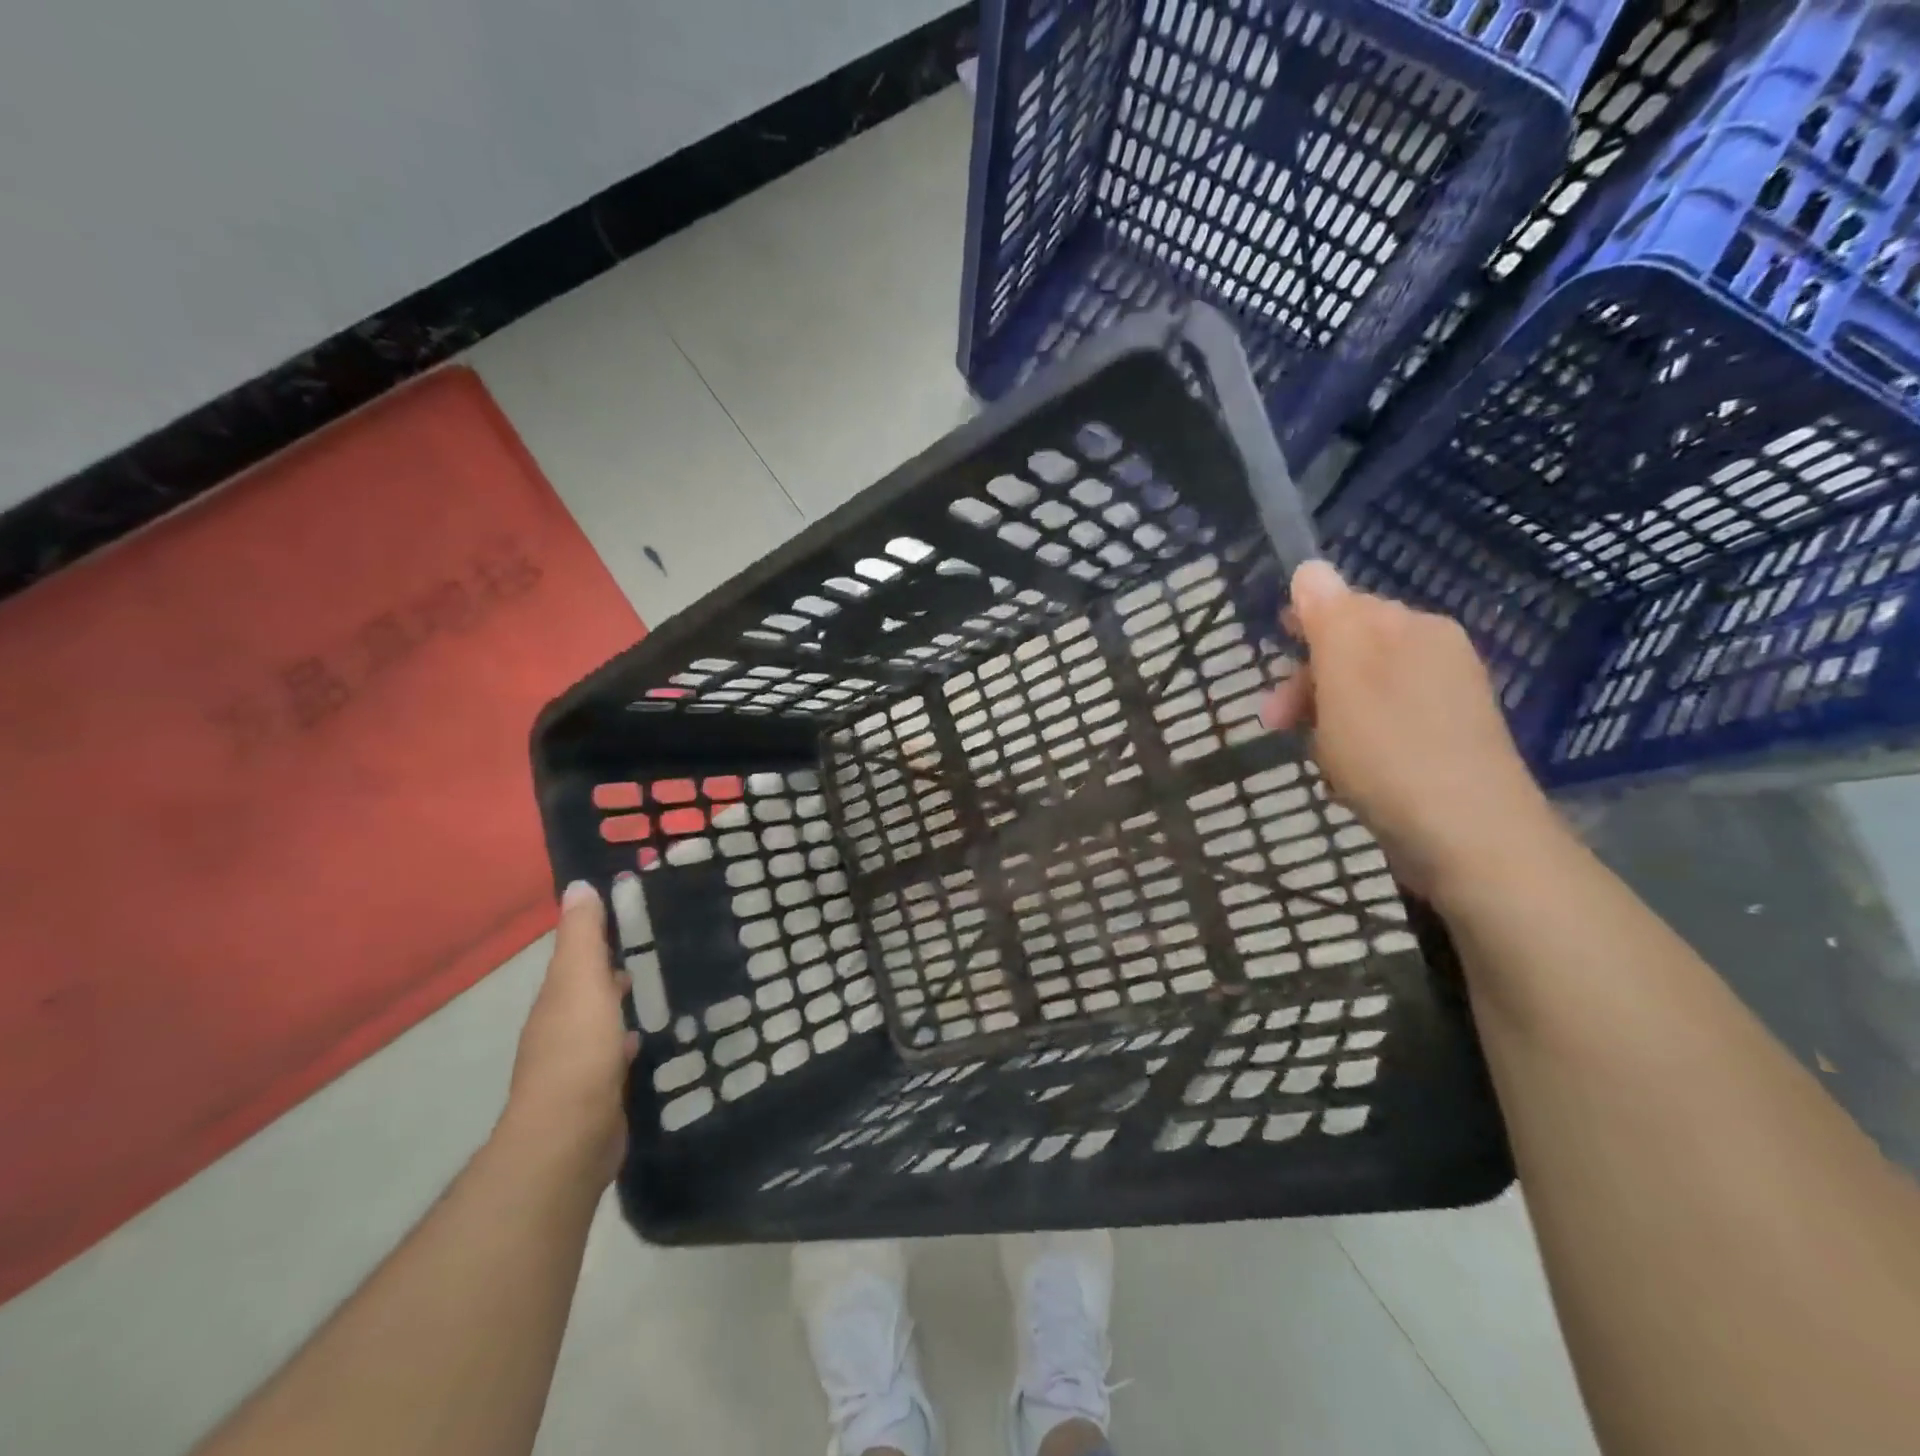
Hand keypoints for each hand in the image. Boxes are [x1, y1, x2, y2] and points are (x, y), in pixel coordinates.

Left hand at [501, 880, 638, 1187]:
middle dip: (613, 970)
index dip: (598, 935)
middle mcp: (561, 1027)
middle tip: (656, 947)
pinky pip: (615, 1054)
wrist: (571, 1134)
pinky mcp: (598, 1092)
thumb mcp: (581, 981)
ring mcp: (578, 1063)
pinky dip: (627, 1040)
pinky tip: (647, 1039)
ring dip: (620, 1005)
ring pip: (602, 1021)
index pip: (576, 957)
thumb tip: (576, 885)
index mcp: (557, 998)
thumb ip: (582, 937)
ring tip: (658, 988)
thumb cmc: (578, 1049)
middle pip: (588, 989)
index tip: (632, 914)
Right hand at [1262, 560, 1556, 903]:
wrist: (1468, 838)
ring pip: (1362, 694)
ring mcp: (1446, 702)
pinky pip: (1383, 729)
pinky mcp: (1446, 745)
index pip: (1344, 608)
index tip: (1270, 673)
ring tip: (1317, 758)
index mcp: (1414, 629)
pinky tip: (1346, 776)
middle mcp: (1436, 654)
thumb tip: (1310, 566)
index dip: (1300, 636)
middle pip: (1351, 652)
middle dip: (1307, 684)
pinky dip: (1355, 746)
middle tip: (1275, 724)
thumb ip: (1326, 617)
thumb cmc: (1391, 750)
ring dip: (1326, 720)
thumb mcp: (1345, 675)